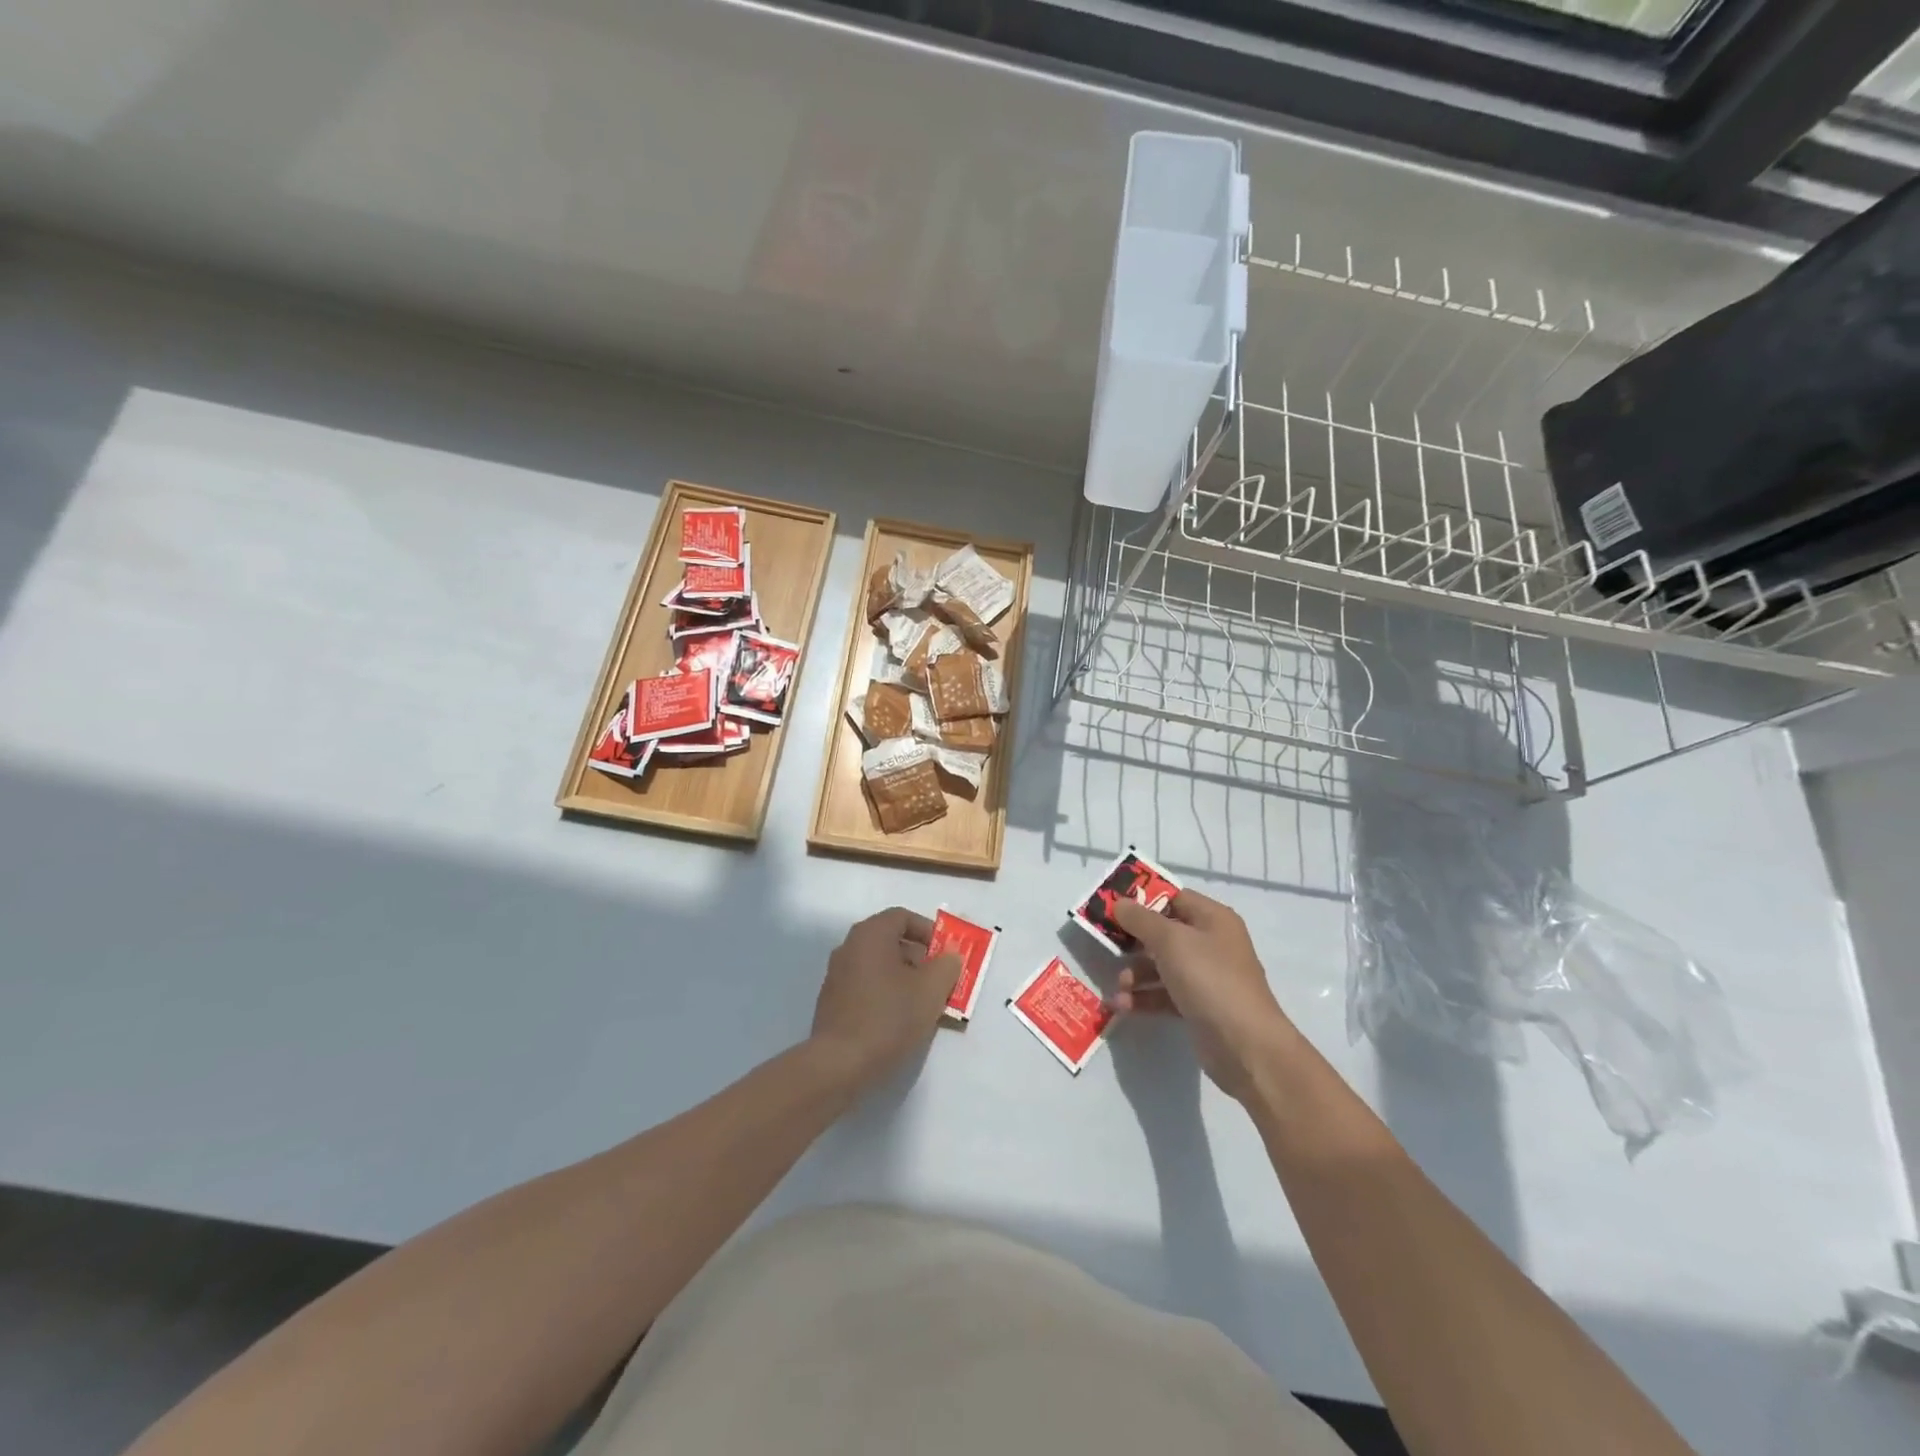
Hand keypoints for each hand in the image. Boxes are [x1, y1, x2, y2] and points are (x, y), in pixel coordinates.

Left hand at [809, 908, 960, 1090]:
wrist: (839, 1065)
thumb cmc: (889, 1017)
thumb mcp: (931, 990)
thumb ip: (947, 966)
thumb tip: (950, 956)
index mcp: (870, 934)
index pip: (903, 917)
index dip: (929, 932)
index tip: (945, 954)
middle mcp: (849, 947)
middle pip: (891, 941)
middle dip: (920, 959)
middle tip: (939, 983)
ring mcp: (837, 975)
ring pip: (879, 967)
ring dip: (904, 980)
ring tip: (924, 1006)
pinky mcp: (832, 1002)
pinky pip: (866, 987)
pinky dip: (886, 995)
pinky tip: (899, 1022)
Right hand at [1109, 891, 1297, 1099]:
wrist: (1246, 1046)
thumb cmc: (1209, 979)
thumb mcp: (1171, 941)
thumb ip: (1141, 919)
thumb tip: (1119, 902)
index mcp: (1212, 919)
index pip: (1173, 898)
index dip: (1143, 900)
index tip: (1112, 907)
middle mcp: (1211, 943)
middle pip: (1164, 932)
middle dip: (1134, 940)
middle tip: (1105, 945)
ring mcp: (1206, 977)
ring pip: (1161, 965)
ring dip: (1136, 973)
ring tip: (1119, 986)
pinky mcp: (1198, 1006)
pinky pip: (1164, 994)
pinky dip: (1144, 998)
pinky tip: (1122, 1006)